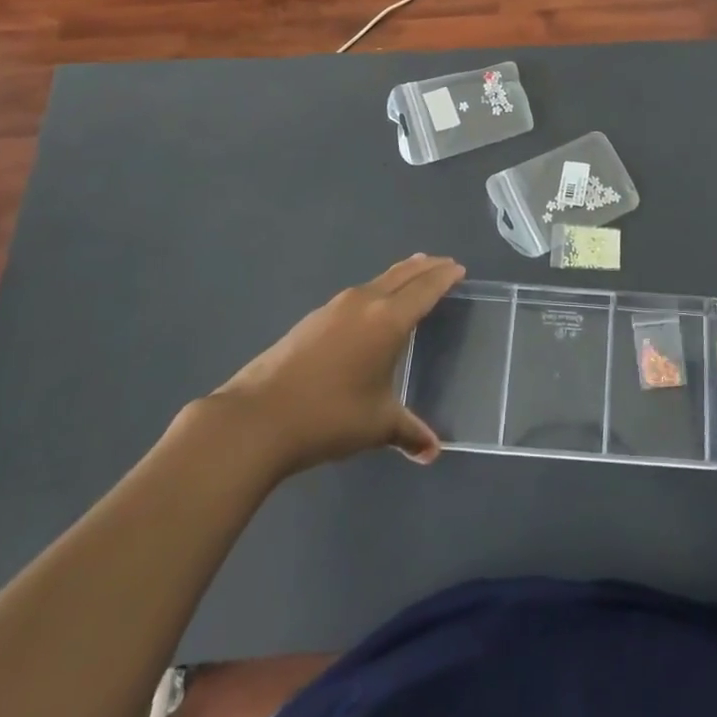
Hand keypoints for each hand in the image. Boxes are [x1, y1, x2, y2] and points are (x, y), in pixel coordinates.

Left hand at [208, 254, 462, 474]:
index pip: (425, 289)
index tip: (458, 269)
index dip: (444, 277)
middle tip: (443, 264)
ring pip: (377, 281)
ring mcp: (334, 308)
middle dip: (425, 268)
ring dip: (399, 276)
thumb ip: (409, 432)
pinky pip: (357, 295)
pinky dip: (376, 291)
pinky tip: (370, 310)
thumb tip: (432, 452)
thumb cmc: (329, 415)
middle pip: (402, 275)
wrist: (257, 418)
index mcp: (388, 320)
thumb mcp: (377, 425)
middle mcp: (364, 303)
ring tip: (411, 277)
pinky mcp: (312, 319)